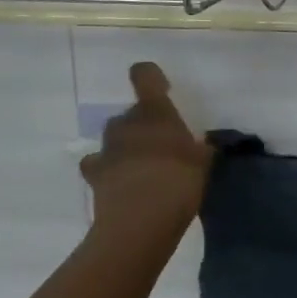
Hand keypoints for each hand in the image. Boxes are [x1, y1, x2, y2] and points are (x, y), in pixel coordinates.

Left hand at [81, 62, 211, 239]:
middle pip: (131, 113)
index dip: (151, 78)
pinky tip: (121, 185)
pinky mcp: (93, 176)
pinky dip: (108, 171)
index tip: (163, 90)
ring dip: (126, 148)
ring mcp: (107, 149)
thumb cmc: (178, 181)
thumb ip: (199, 149)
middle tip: (162, 146)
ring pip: (115, 138)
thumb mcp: (202, 163)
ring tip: (144, 170)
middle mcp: (126, 122)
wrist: (139, 221)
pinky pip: (99, 165)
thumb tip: (201, 146)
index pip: (144, 76)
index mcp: (154, 111)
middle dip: (143, 125)